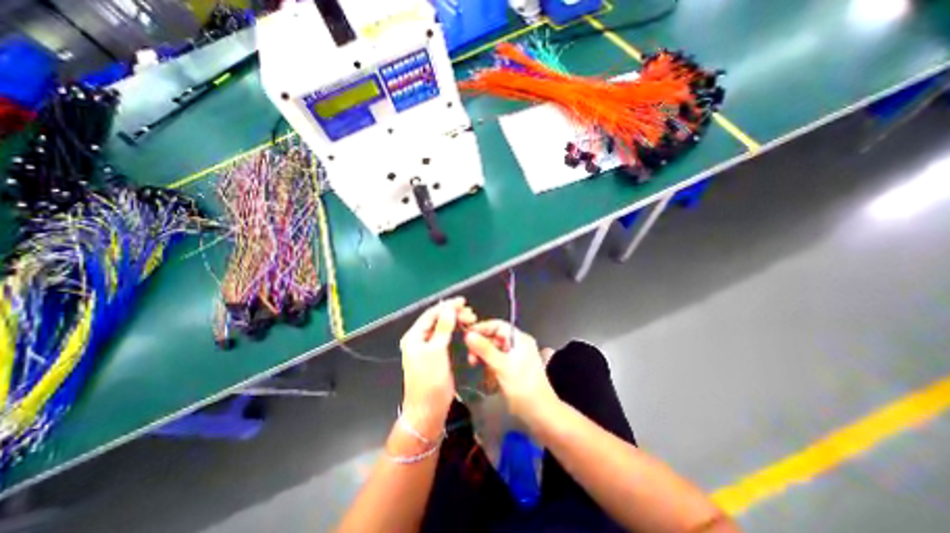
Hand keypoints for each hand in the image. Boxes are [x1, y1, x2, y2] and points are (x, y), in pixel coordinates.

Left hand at [397, 298, 473, 429]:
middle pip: (437, 319)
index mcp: (414, 336)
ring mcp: (427, 347)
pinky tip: (464, 329)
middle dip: (453, 314)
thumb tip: (449, 308)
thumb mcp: (436, 352)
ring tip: (471, 320)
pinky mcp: (435, 354)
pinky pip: (445, 337)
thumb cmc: (430, 380)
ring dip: (456, 321)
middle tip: (471, 314)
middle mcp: (419, 339)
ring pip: (442, 328)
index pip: (432, 314)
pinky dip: (455, 331)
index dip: (447, 306)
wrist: (427, 410)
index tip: (463, 301)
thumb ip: (443, 328)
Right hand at [464, 320, 557, 429]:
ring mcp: (517, 357)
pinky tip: (489, 379)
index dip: (482, 328)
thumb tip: (468, 334)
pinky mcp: (514, 369)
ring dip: (485, 359)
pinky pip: (498, 362)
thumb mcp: (501, 366)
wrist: (541, 414)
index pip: (498, 325)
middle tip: (471, 359)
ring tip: (478, 369)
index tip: (466, 336)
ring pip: (495, 351)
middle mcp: (519, 345)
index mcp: (520, 339)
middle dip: (482, 347)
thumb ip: (484, 349)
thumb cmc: (523, 387)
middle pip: (495, 338)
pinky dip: (491, 368)